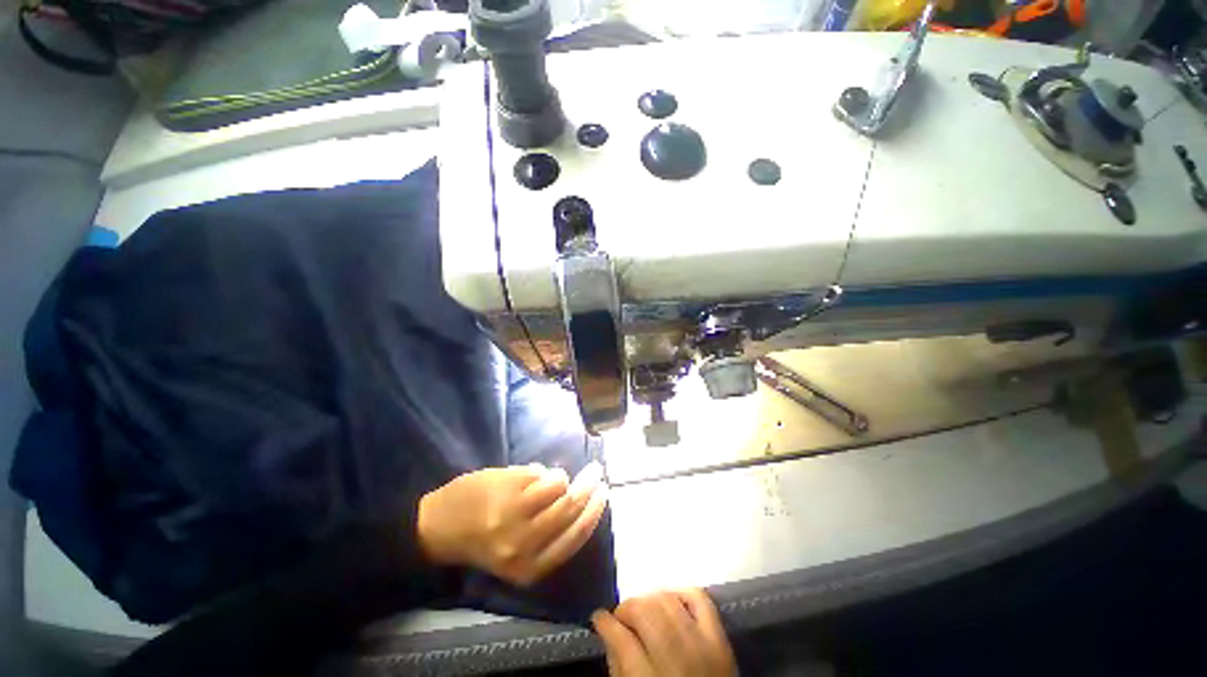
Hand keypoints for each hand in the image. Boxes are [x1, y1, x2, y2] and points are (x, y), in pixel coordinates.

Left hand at [417, 462, 606, 585]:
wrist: (436, 527)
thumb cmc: (480, 540)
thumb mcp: (518, 553)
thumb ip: (550, 534)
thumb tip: (580, 500)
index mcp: (530, 568)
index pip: (575, 537)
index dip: (595, 512)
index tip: (604, 493)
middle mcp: (525, 545)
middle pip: (571, 508)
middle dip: (589, 487)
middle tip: (596, 472)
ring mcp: (515, 515)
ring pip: (558, 487)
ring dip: (560, 477)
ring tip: (551, 477)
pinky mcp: (507, 490)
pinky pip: (540, 473)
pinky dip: (541, 471)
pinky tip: (531, 474)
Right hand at [592, 590, 735, 676]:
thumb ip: (620, 669)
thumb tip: (609, 635)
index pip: (623, 641)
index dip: (605, 624)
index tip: (598, 618)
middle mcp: (678, 661)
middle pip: (646, 614)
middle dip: (627, 608)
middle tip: (620, 615)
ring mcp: (703, 646)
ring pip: (668, 602)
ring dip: (649, 599)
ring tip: (642, 608)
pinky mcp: (721, 638)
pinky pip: (700, 600)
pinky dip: (681, 592)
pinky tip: (669, 599)